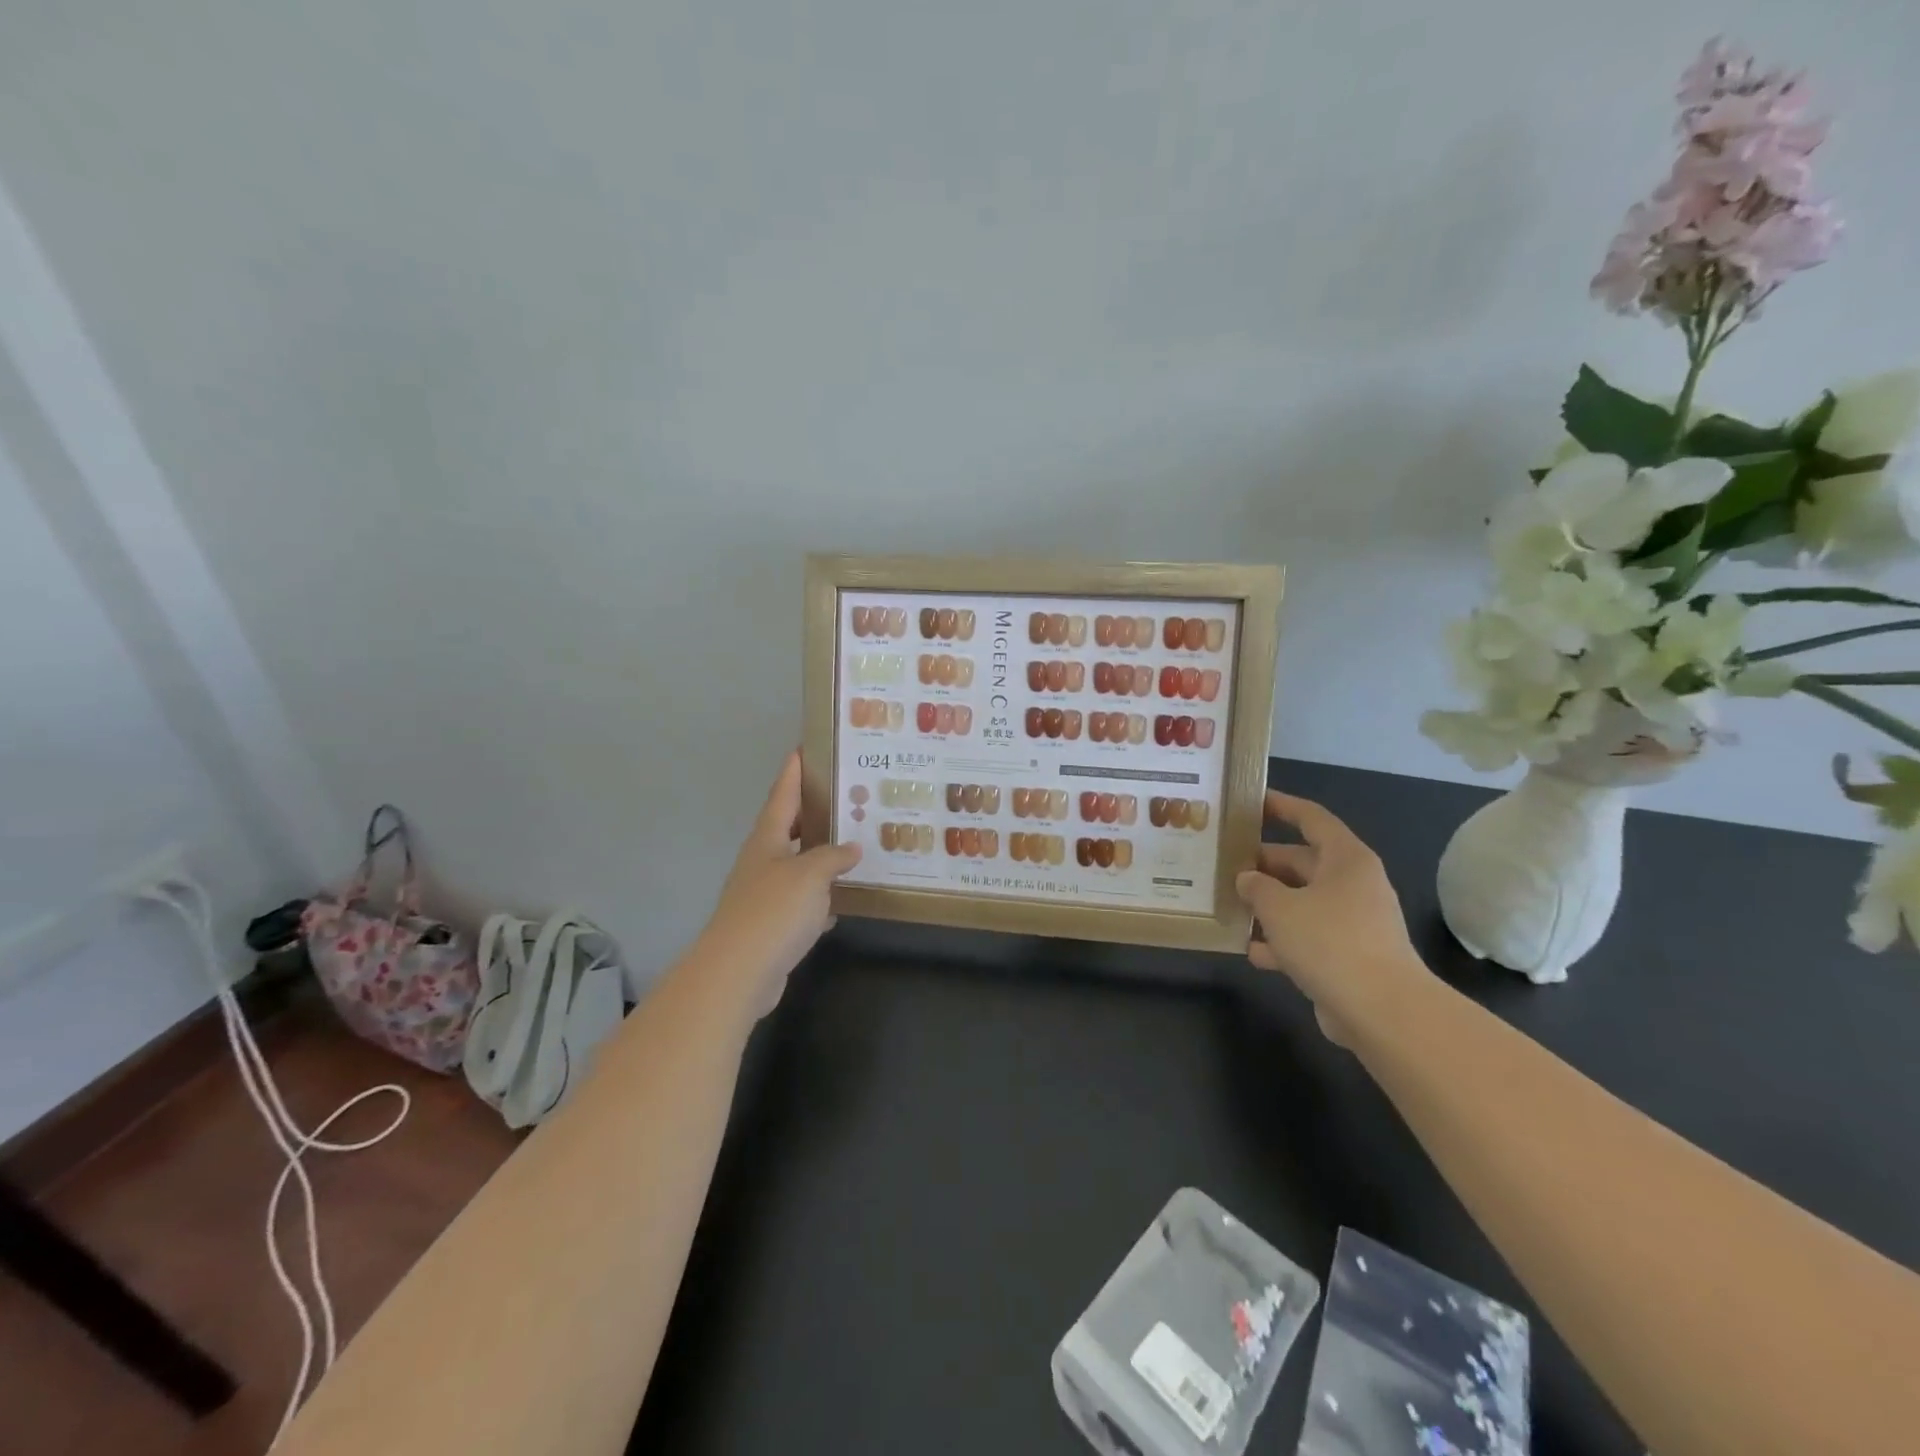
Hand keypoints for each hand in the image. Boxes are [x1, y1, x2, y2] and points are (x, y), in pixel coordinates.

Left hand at [700, 752, 860, 1017]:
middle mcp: (764, 860)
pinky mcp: (773, 924)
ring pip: (799, 864)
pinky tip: (845, 896)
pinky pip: (804, 900)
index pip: (782, 795)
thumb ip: (833, 856)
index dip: (794, 771)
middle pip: (790, 827)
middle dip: (814, 810)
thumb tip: (851, 848)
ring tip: (855, 841)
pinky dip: (823, 896)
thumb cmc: (773, 911)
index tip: (804, 747)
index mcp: (767, 839)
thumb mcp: (810, 874)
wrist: (738, 972)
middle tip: (846, 794)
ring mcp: (766, 893)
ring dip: (822, 854)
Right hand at [1235, 791, 1425, 1043]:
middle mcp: (1352, 885)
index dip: (1281, 806)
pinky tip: (1250, 950)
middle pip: (1302, 863)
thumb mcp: (1279, 907)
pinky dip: (1281, 942)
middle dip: (1262, 864)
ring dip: (1268, 905)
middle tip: (1223, 863)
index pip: (1311, 819)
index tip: (1250, 801)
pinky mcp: (1348, 957)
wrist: (1382, 1011)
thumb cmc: (1329, 941)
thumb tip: (1247, 879)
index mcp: (1345, 860)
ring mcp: (1353, 923)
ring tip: (1227, 904)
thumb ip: (1256, 887)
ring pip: (1302, 902)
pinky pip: (1308, 938)